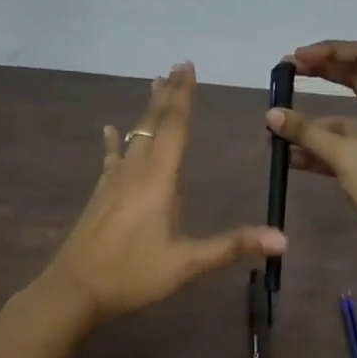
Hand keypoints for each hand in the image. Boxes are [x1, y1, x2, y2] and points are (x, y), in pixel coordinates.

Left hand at [38, 62, 285, 327]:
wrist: (74, 290)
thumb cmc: (133, 275)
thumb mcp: (187, 264)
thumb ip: (232, 247)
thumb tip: (282, 239)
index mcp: (159, 181)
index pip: (175, 128)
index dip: (183, 97)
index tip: (187, 66)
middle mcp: (135, 172)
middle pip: (153, 124)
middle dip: (167, 95)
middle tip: (175, 66)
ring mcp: (113, 182)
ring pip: (133, 136)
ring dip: (147, 111)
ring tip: (153, 85)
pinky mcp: (100, 196)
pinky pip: (110, 159)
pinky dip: (113, 142)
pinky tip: (109, 130)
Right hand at [266, 41, 356, 281]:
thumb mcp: (343, 153)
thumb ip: (305, 131)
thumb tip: (271, 115)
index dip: (330, 51)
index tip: (298, 58)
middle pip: (355, 81)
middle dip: (321, 76)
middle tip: (286, 74)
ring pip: (344, 119)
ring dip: (313, 122)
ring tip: (277, 126)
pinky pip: (342, 146)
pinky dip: (318, 148)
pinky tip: (289, 155)